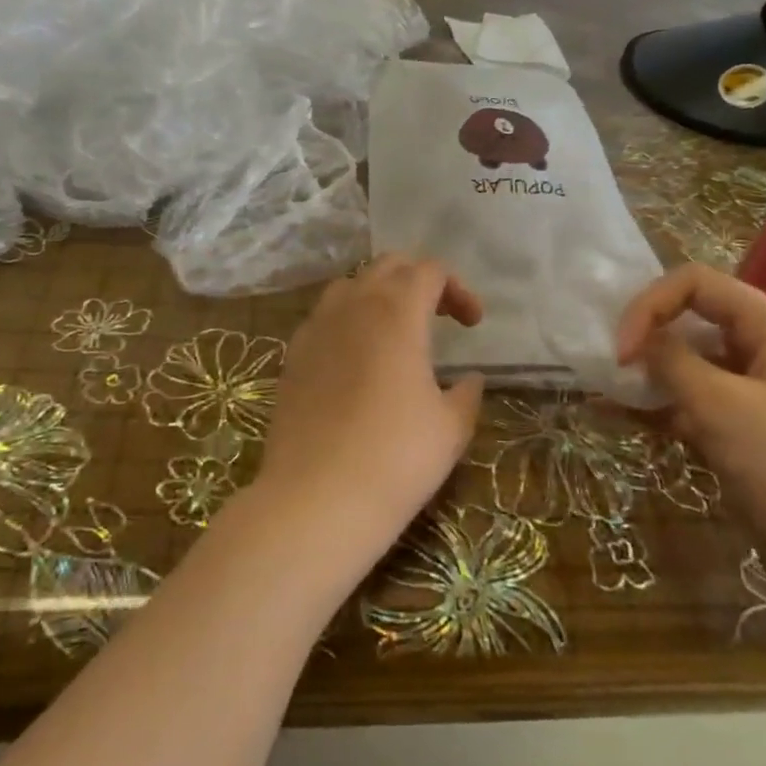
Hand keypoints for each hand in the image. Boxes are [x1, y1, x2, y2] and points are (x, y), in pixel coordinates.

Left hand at [255, 255, 485, 556]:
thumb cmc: (396, 457)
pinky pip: (323, 317)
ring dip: (379, 295)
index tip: (473, 325)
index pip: (429, 271)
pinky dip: (347, 321)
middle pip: (388, 266)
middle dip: (419, 280)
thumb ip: (466, 394)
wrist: (316, 498)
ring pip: (350, 286)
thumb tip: (470, 379)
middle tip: (439, 316)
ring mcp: (315, 328)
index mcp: (397, 311)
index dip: (458, 289)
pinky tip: (356, 359)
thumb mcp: (450, 427)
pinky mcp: (293, 355)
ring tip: (396, 331)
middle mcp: (353, 306)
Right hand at [616, 264, 765, 561]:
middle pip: (692, 318)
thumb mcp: (719, 406)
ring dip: (647, 375)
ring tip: (603, 394)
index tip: (620, 351)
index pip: (696, 283)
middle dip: (646, 336)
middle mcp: (765, 348)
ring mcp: (756, 390)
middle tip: (609, 368)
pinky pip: (694, 403)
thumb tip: (639, 341)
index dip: (650, 306)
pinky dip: (660, 407)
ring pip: (689, 364)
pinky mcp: (745, 429)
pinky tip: (620, 419)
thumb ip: (671, 361)